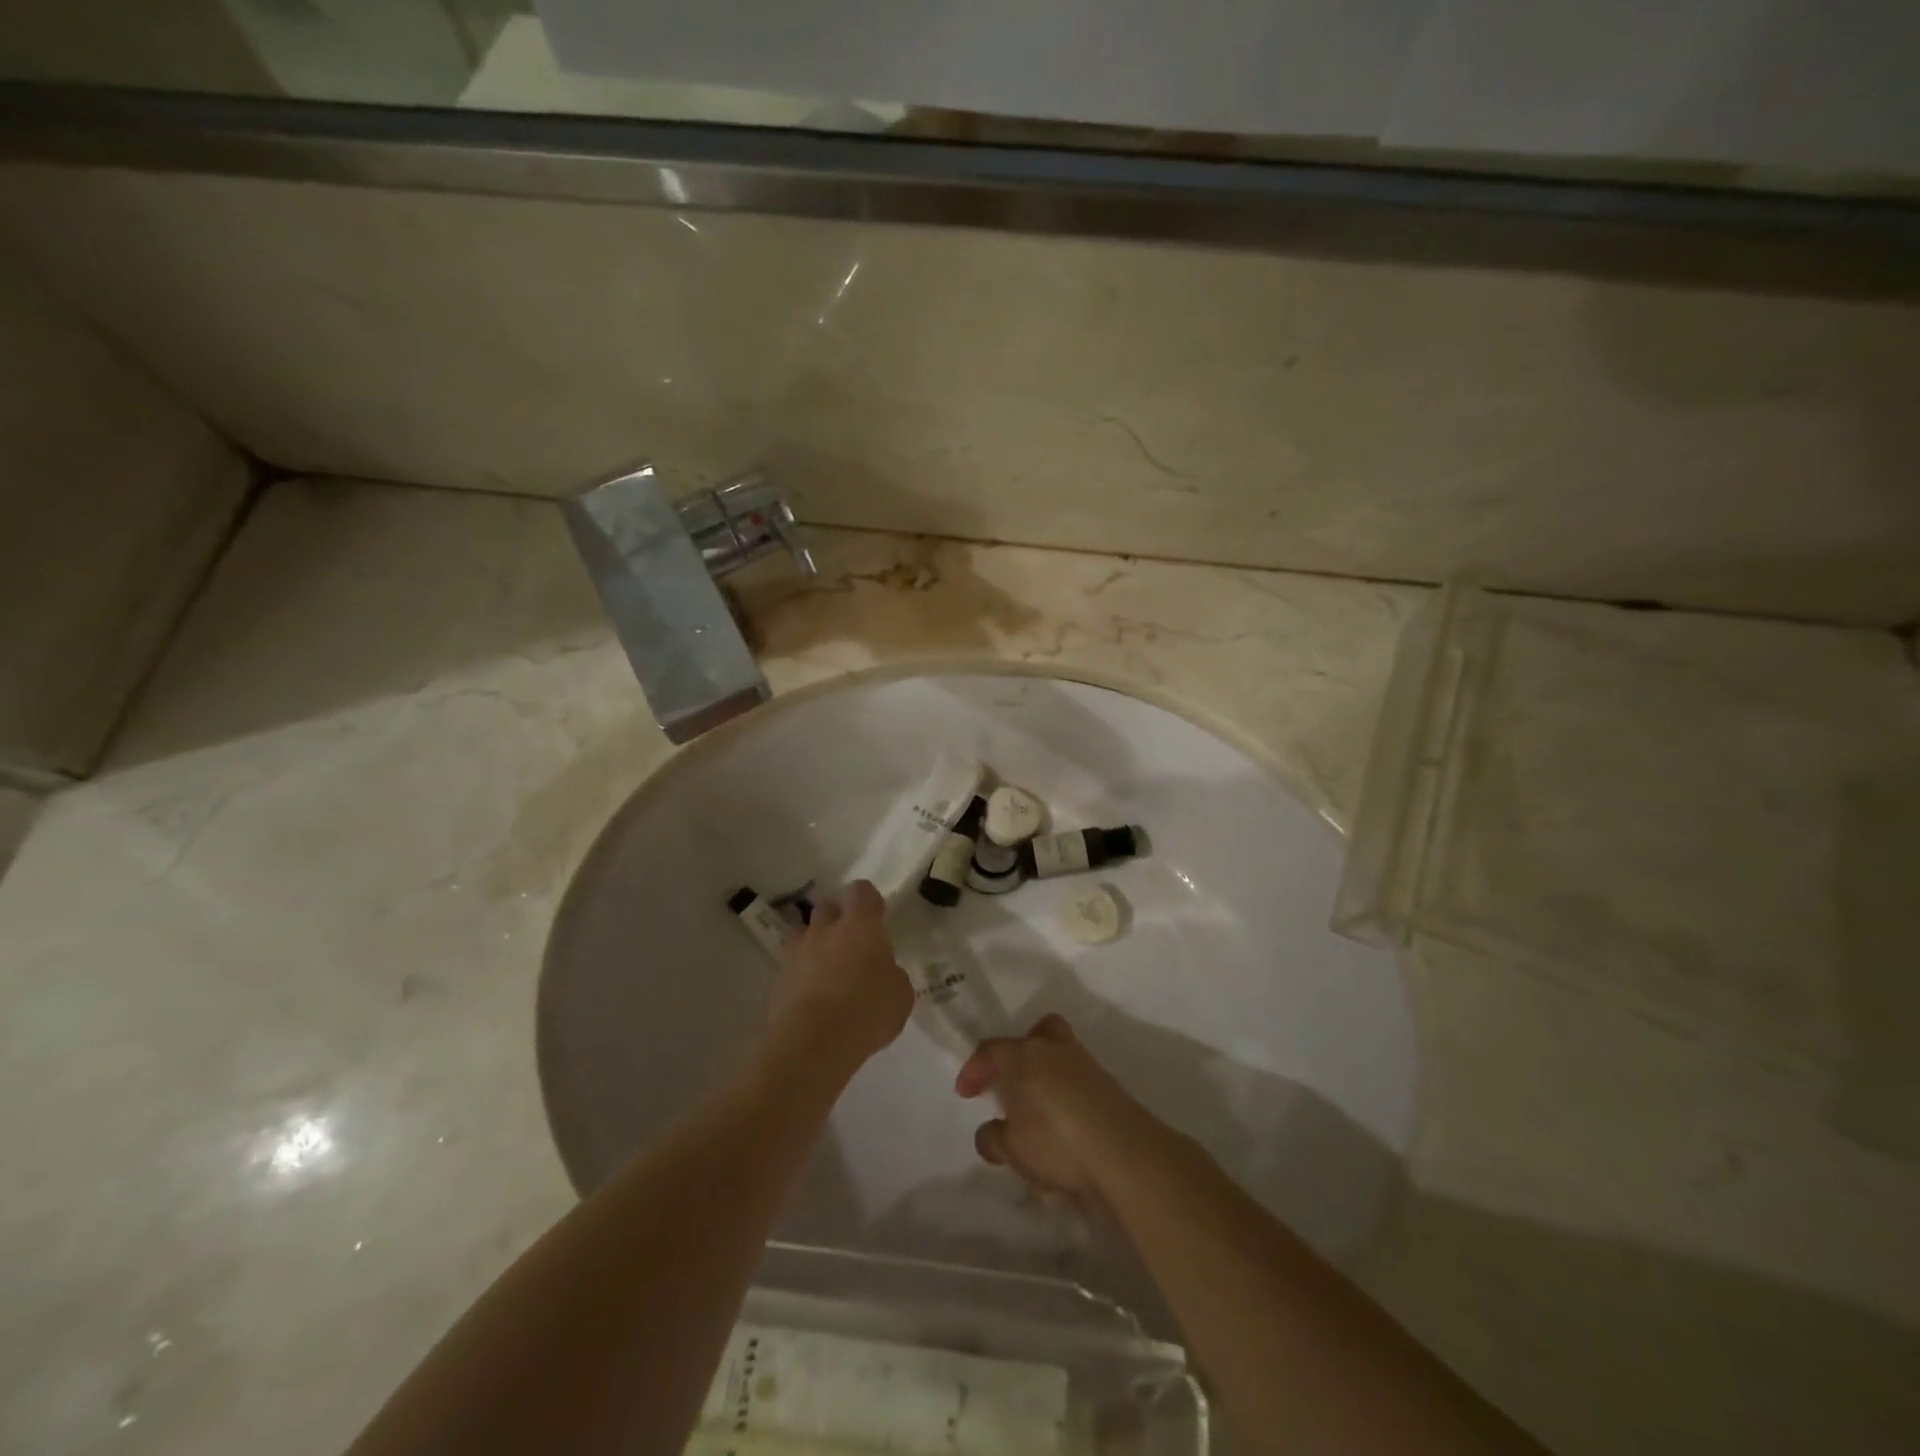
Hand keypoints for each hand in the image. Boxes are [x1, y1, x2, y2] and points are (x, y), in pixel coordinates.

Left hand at [767, 880, 912, 1070]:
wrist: (812, 1042)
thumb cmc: (866, 1011)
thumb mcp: (900, 996)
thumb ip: (893, 976)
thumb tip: (885, 973)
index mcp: (860, 925)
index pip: (862, 891)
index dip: (868, 901)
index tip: (876, 917)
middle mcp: (825, 929)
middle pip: (827, 906)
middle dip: (837, 919)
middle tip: (850, 944)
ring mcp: (797, 952)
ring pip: (803, 933)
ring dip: (814, 944)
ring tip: (826, 970)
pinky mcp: (777, 979)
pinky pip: (791, 966)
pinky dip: (800, 975)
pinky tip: (811, 999)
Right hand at [956, 1014, 1151, 1200]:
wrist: (1125, 1152)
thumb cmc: (1057, 1142)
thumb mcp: (1013, 1149)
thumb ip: (995, 1138)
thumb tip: (990, 1131)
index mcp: (1026, 1055)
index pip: (991, 1050)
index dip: (974, 1069)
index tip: (965, 1093)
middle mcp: (1056, 1051)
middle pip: (1038, 1033)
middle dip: (1022, 1051)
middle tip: (1012, 1081)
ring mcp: (1088, 1067)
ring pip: (1061, 1056)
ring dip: (1046, 1077)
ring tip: (1037, 1117)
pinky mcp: (1111, 1089)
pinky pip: (1079, 1082)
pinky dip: (1067, 1097)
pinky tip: (1063, 1130)